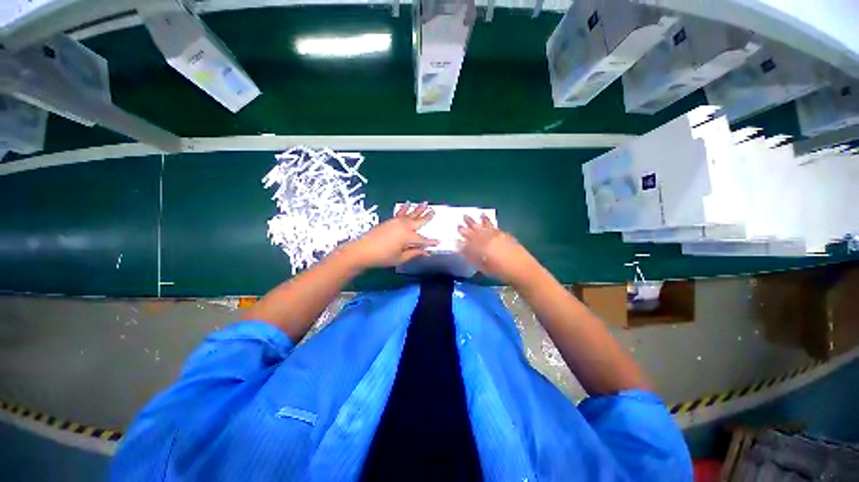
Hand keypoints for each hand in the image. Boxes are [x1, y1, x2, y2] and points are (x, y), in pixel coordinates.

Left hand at [344, 202, 438, 268]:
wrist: (362, 250)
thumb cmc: (382, 257)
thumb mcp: (400, 258)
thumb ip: (414, 253)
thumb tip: (425, 251)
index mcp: (408, 237)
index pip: (423, 240)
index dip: (431, 242)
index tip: (439, 242)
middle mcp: (404, 226)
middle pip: (418, 221)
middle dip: (427, 217)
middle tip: (434, 210)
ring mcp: (397, 222)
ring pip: (410, 214)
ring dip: (418, 209)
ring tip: (425, 203)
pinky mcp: (390, 220)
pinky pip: (400, 213)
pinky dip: (405, 208)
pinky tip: (407, 203)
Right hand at [458, 215, 539, 286]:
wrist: (522, 269)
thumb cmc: (500, 272)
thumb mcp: (483, 267)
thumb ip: (472, 257)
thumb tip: (463, 249)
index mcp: (481, 246)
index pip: (469, 238)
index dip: (463, 234)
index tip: (457, 229)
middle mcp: (488, 238)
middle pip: (477, 229)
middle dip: (469, 223)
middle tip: (463, 216)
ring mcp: (497, 235)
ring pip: (486, 226)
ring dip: (480, 220)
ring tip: (477, 214)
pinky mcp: (505, 235)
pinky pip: (494, 227)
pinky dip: (489, 223)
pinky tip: (487, 220)